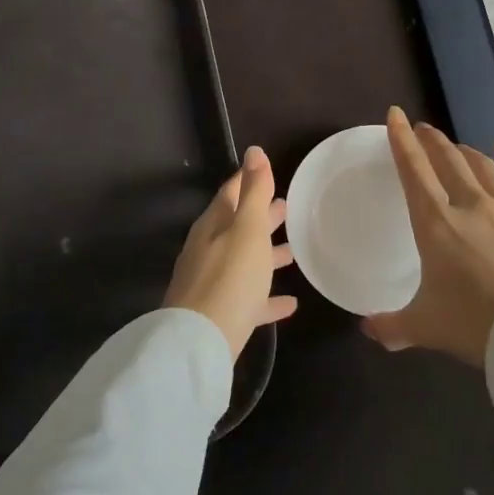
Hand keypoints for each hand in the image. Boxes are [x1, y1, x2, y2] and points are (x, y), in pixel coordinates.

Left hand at [164, 146, 298, 361]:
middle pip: (237, 227)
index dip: (248, 180)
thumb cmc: (229, 278)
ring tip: (294, 253)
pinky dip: (266, 297)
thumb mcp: (246, 229)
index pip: (230, 192)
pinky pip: (248, 299)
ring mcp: (212, 283)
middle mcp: (208, 250)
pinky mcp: (220, 315)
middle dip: (260, 216)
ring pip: (243, 262)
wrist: (199, 344)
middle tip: (286, 208)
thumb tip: (254, 150)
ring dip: (266, 255)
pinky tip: (290, 303)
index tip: (266, 171)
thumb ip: (253, 191)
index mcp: (213, 226)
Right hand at [363, 107, 493, 365]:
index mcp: (435, 223)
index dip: (401, 140)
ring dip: (464, 151)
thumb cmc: (472, 323)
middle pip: (447, 160)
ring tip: (455, 145)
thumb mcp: (424, 325)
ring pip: (481, 166)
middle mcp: (468, 205)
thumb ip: (392, 326)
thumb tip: (367, 331)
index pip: (413, 170)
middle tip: (422, 129)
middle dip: (431, 141)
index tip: (395, 115)